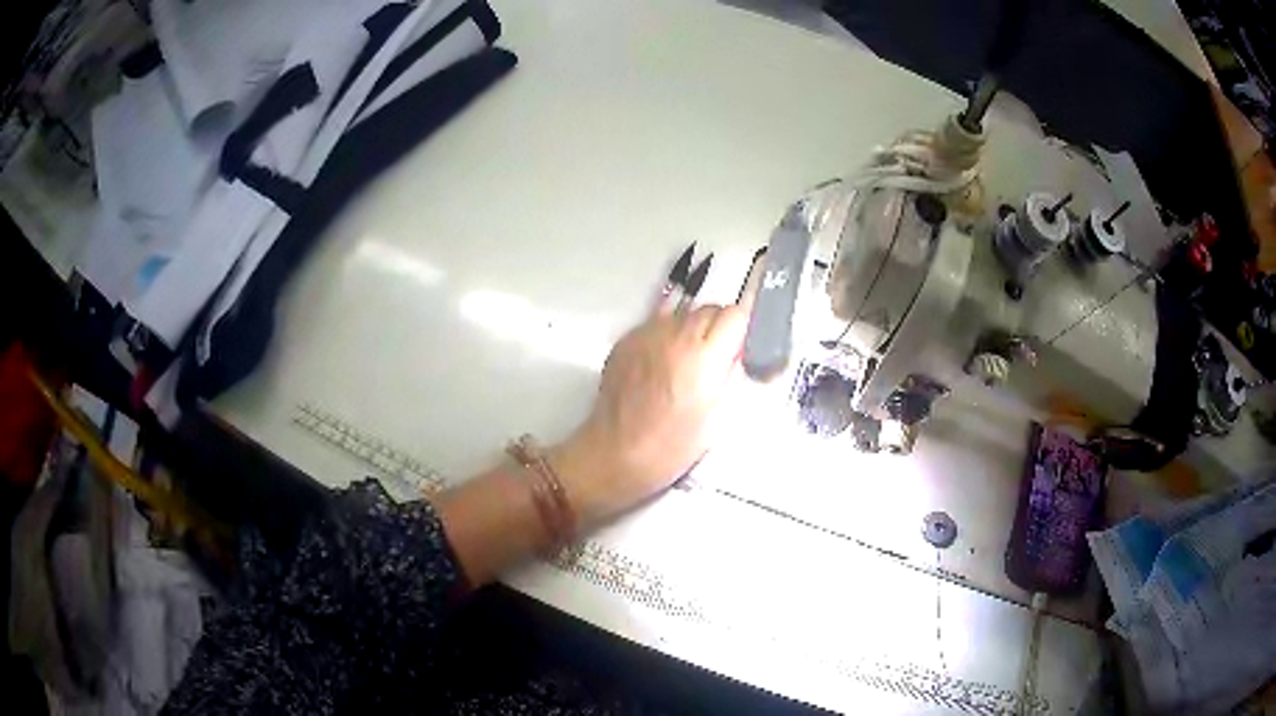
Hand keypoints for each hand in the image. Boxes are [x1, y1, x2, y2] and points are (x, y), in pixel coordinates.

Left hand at [552, 301, 748, 523]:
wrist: (615, 453)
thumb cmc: (669, 447)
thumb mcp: (716, 417)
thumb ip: (729, 377)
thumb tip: (735, 356)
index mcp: (703, 358)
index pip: (734, 315)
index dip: (742, 329)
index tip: (741, 345)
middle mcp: (675, 337)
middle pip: (709, 308)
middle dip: (719, 326)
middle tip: (718, 354)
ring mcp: (647, 335)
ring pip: (682, 312)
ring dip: (692, 328)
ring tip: (688, 357)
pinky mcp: (626, 341)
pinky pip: (655, 324)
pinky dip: (666, 335)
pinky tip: (663, 361)